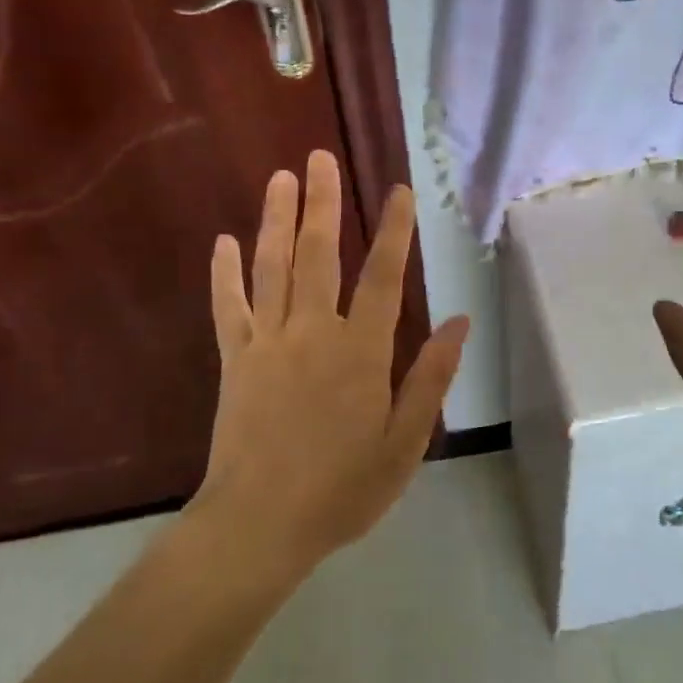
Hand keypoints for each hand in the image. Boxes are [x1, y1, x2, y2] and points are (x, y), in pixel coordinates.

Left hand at [191, 151, 469, 578]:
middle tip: (318, 157)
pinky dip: (225, 274)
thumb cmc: (342, 488)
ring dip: (277, 221)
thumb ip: (430, 377)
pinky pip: (228, 308)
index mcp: (360, 352)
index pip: (384, 278)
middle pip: (320, 256)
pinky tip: (222, 242)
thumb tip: (460, 323)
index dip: (394, 231)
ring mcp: (267, 344)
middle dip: (322, 203)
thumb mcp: (405, 441)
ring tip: (280, 178)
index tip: (399, 190)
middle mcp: (313, 334)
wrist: (259, 526)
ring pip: (273, 269)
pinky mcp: (234, 361)